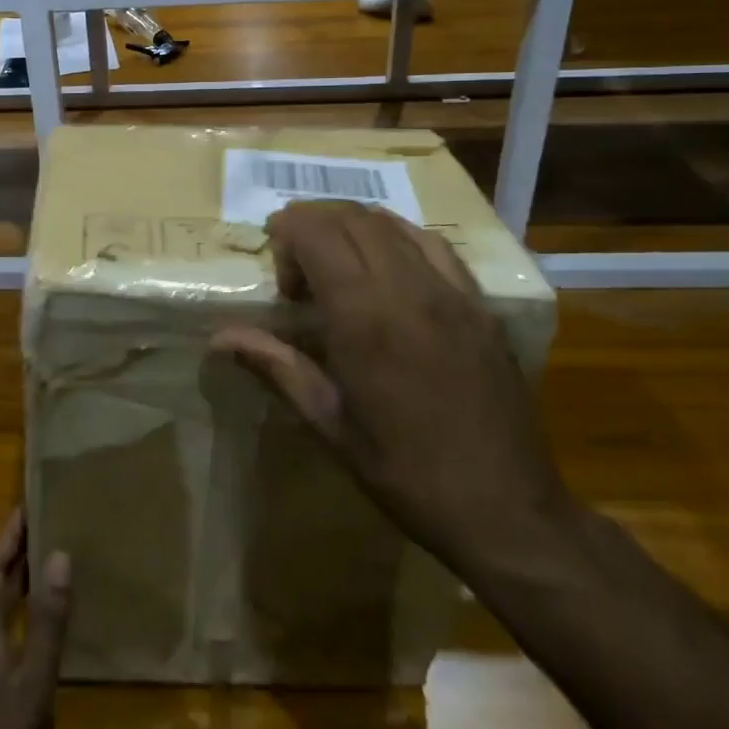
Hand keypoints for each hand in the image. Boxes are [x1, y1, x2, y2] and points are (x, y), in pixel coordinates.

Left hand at [0, 510, 71, 728]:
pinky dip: (13, 607)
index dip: (8, 533)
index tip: (29, 502)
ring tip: (42, 557)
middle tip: (41, 522)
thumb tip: (59, 553)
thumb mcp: (33, 683)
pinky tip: (35, 618)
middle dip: (9, 548)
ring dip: (10, 576)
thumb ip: (47, 620)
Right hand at [211, 200, 571, 580]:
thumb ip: (275, 367)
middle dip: (312, 226)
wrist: (508, 511)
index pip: (317, 232)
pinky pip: (432, 244)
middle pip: (351, 217)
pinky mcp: (479, 303)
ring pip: (391, 223)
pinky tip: (387, 269)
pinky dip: (396, 238)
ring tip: (336, 264)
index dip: (286, 234)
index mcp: (364, 317)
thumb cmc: (406, 473)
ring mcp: (451, 291)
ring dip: (351, 227)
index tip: (278, 276)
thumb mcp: (330, 424)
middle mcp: (408, 288)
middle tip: (299, 271)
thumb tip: (219, 337)